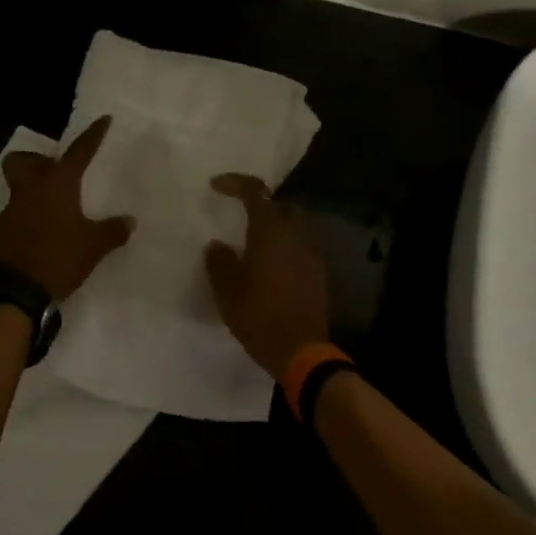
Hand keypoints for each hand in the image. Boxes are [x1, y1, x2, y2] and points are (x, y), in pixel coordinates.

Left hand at [0, 114, 134, 300]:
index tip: (103, 120)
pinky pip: (17, 210)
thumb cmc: (60, 257)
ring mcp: (13, 209)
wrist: (18, 290)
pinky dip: (29, 212)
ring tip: (54, 203)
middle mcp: (31, 189)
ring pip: (18, 185)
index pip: (79, 152)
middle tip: (56, 170)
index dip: (93, 135)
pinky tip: (44, 229)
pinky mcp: (4, 230)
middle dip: (37, 159)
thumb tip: (130, 221)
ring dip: (32, 186)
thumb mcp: (94, 245)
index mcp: (57, 184)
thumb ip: (112, 230)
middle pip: (24, 160)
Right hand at [204, 173, 329, 378]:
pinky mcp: (318, 273)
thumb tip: (217, 246)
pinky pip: (301, 246)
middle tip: (240, 214)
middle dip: (260, 203)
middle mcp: (295, 235)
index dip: (235, 183)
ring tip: (255, 240)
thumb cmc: (259, 316)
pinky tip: (271, 264)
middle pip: (280, 204)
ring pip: (294, 225)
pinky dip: (286, 245)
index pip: (255, 192)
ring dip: (275, 225)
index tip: (216, 186)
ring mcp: (311, 253)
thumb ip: (220, 262)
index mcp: (271, 231)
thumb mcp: (228, 290)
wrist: (301, 351)